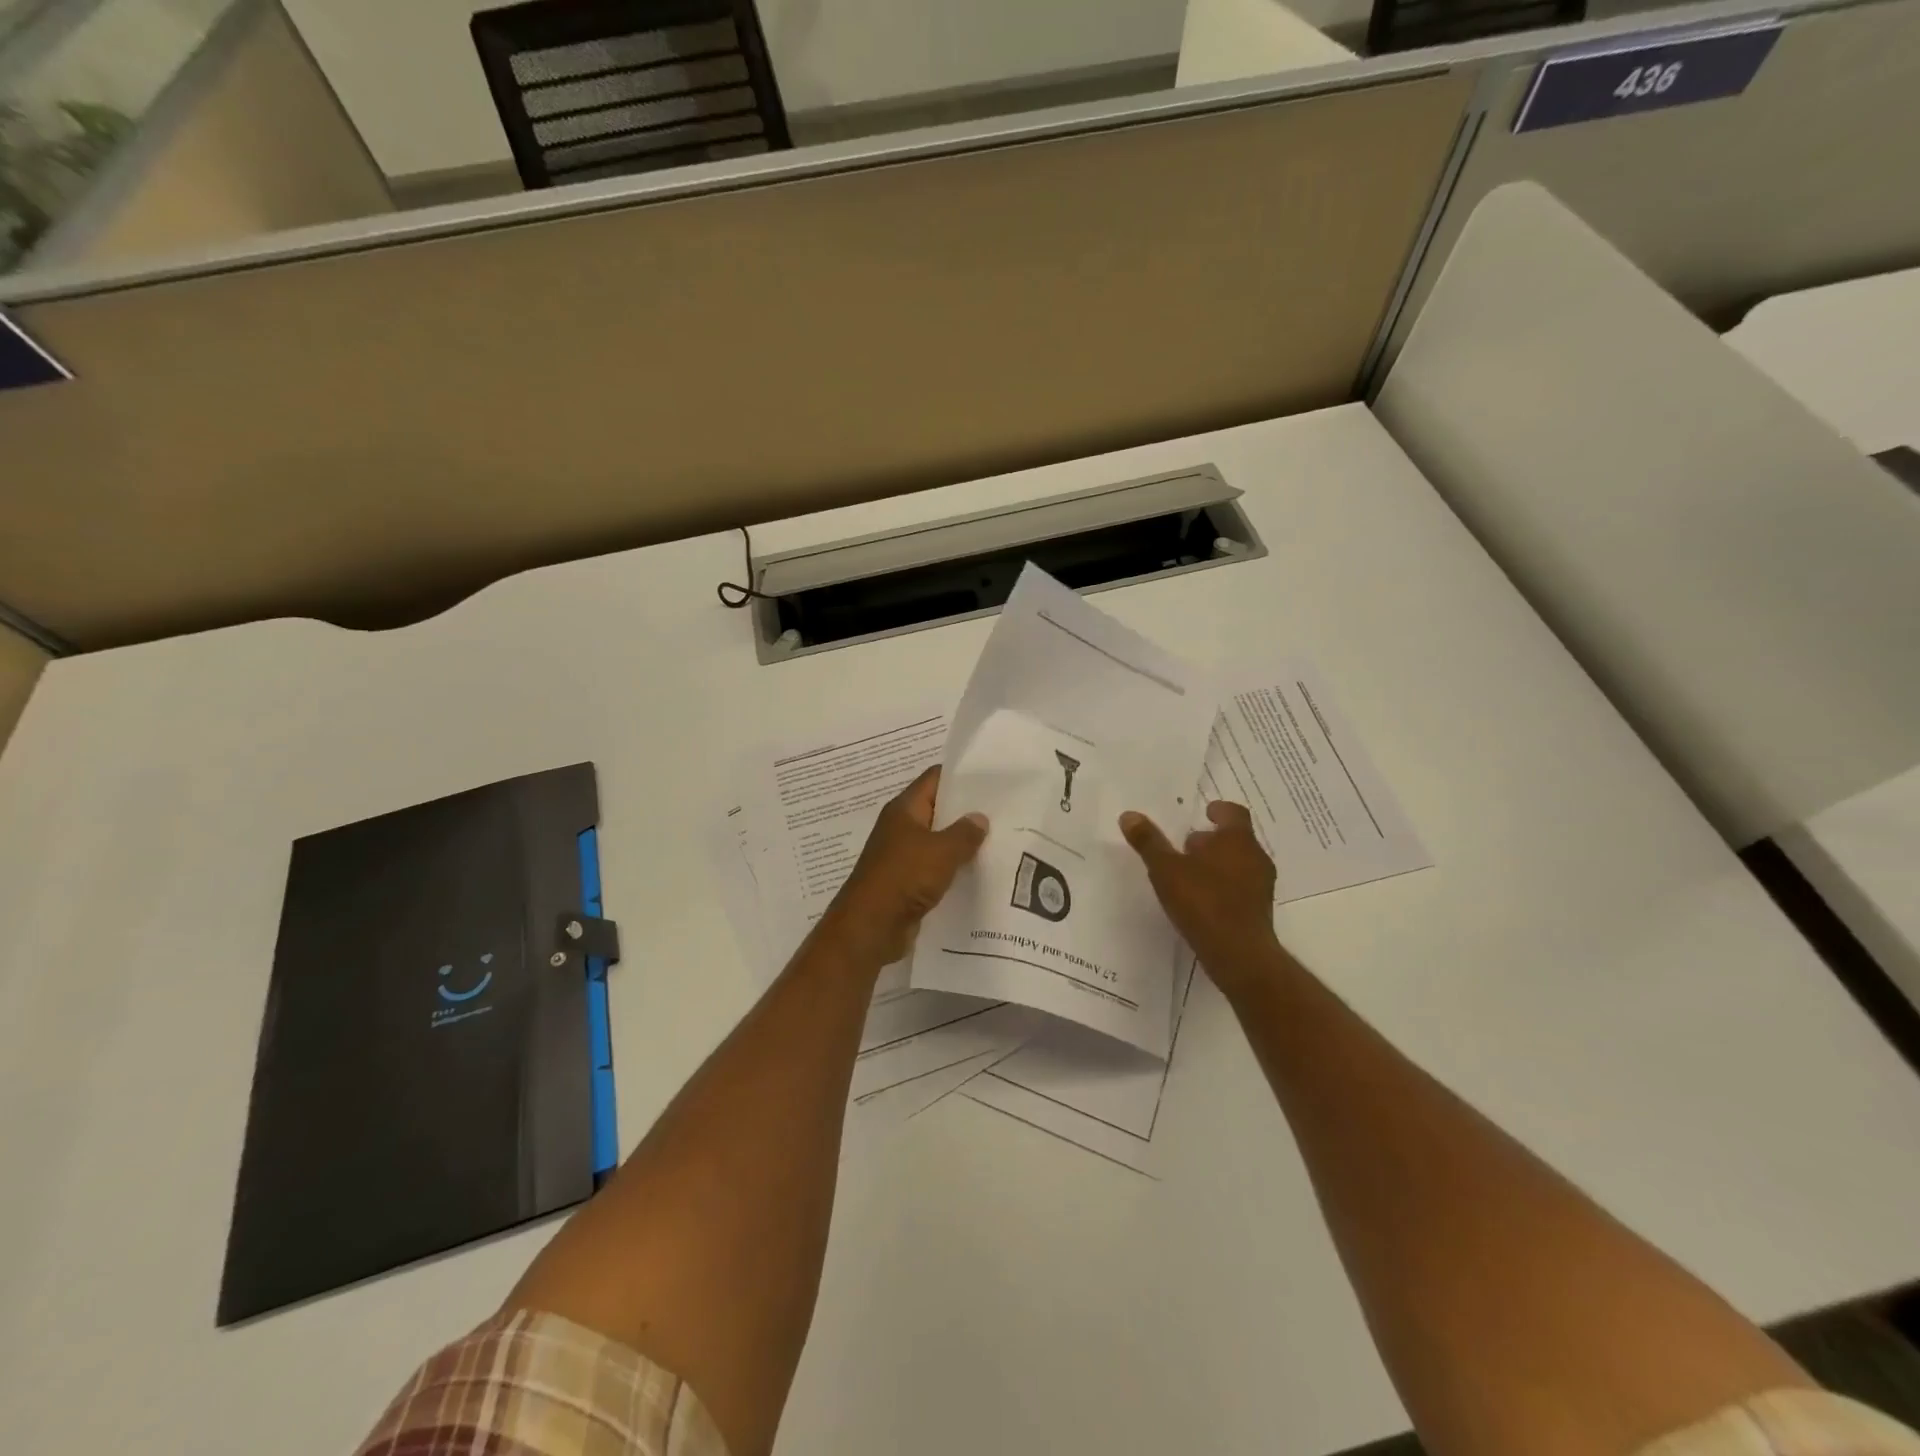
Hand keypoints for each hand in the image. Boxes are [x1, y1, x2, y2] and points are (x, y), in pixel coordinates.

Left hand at [821, 767, 988, 967]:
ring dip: (962, 843)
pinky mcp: (907, 882)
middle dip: (966, 812)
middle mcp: (901, 828)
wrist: (870, 927)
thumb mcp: (941, 851)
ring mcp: (902, 856)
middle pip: (938, 810)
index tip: (992, 778)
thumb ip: (965, 832)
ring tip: (998, 841)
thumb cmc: (903, 877)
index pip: (934, 779)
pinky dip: (953, 868)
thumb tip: (979, 818)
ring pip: (938, 841)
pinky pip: (935, 868)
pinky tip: (979, 872)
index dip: (961, 776)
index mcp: (904, 809)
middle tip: (1003, 811)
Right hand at [1120, 801, 1282, 994]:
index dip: (1219, 810)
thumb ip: (1149, 842)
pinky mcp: (1259, 910)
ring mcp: (1261, 885)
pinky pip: (1241, 886)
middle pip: (1235, 839)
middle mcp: (1255, 857)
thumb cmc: (1203, 902)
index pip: (1233, 813)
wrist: (1239, 954)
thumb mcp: (1166, 870)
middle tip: (1186, 845)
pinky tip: (1202, 899)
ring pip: (1239, 863)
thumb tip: (1129, 815)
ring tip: (1189, 874)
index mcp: (1236, 839)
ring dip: (1217, 863)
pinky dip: (1223, 885)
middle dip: (1212, 839)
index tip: (1205, 812)